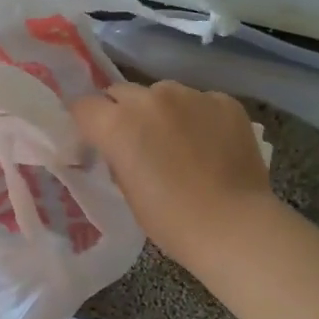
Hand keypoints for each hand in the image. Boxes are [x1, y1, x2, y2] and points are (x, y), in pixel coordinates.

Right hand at [70, 80, 272, 268]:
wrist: (234, 226)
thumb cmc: (171, 220)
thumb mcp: (127, 190)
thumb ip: (117, 155)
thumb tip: (120, 145)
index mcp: (119, 123)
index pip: (84, 106)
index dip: (88, 122)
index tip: (96, 139)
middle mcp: (151, 98)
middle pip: (122, 92)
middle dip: (123, 112)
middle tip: (137, 141)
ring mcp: (191, 95)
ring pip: (163, 93)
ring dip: (162, 111)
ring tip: (179, 141)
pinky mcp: (224, 101)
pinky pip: (200, 101)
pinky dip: (198, 116)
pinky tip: (210, 143)